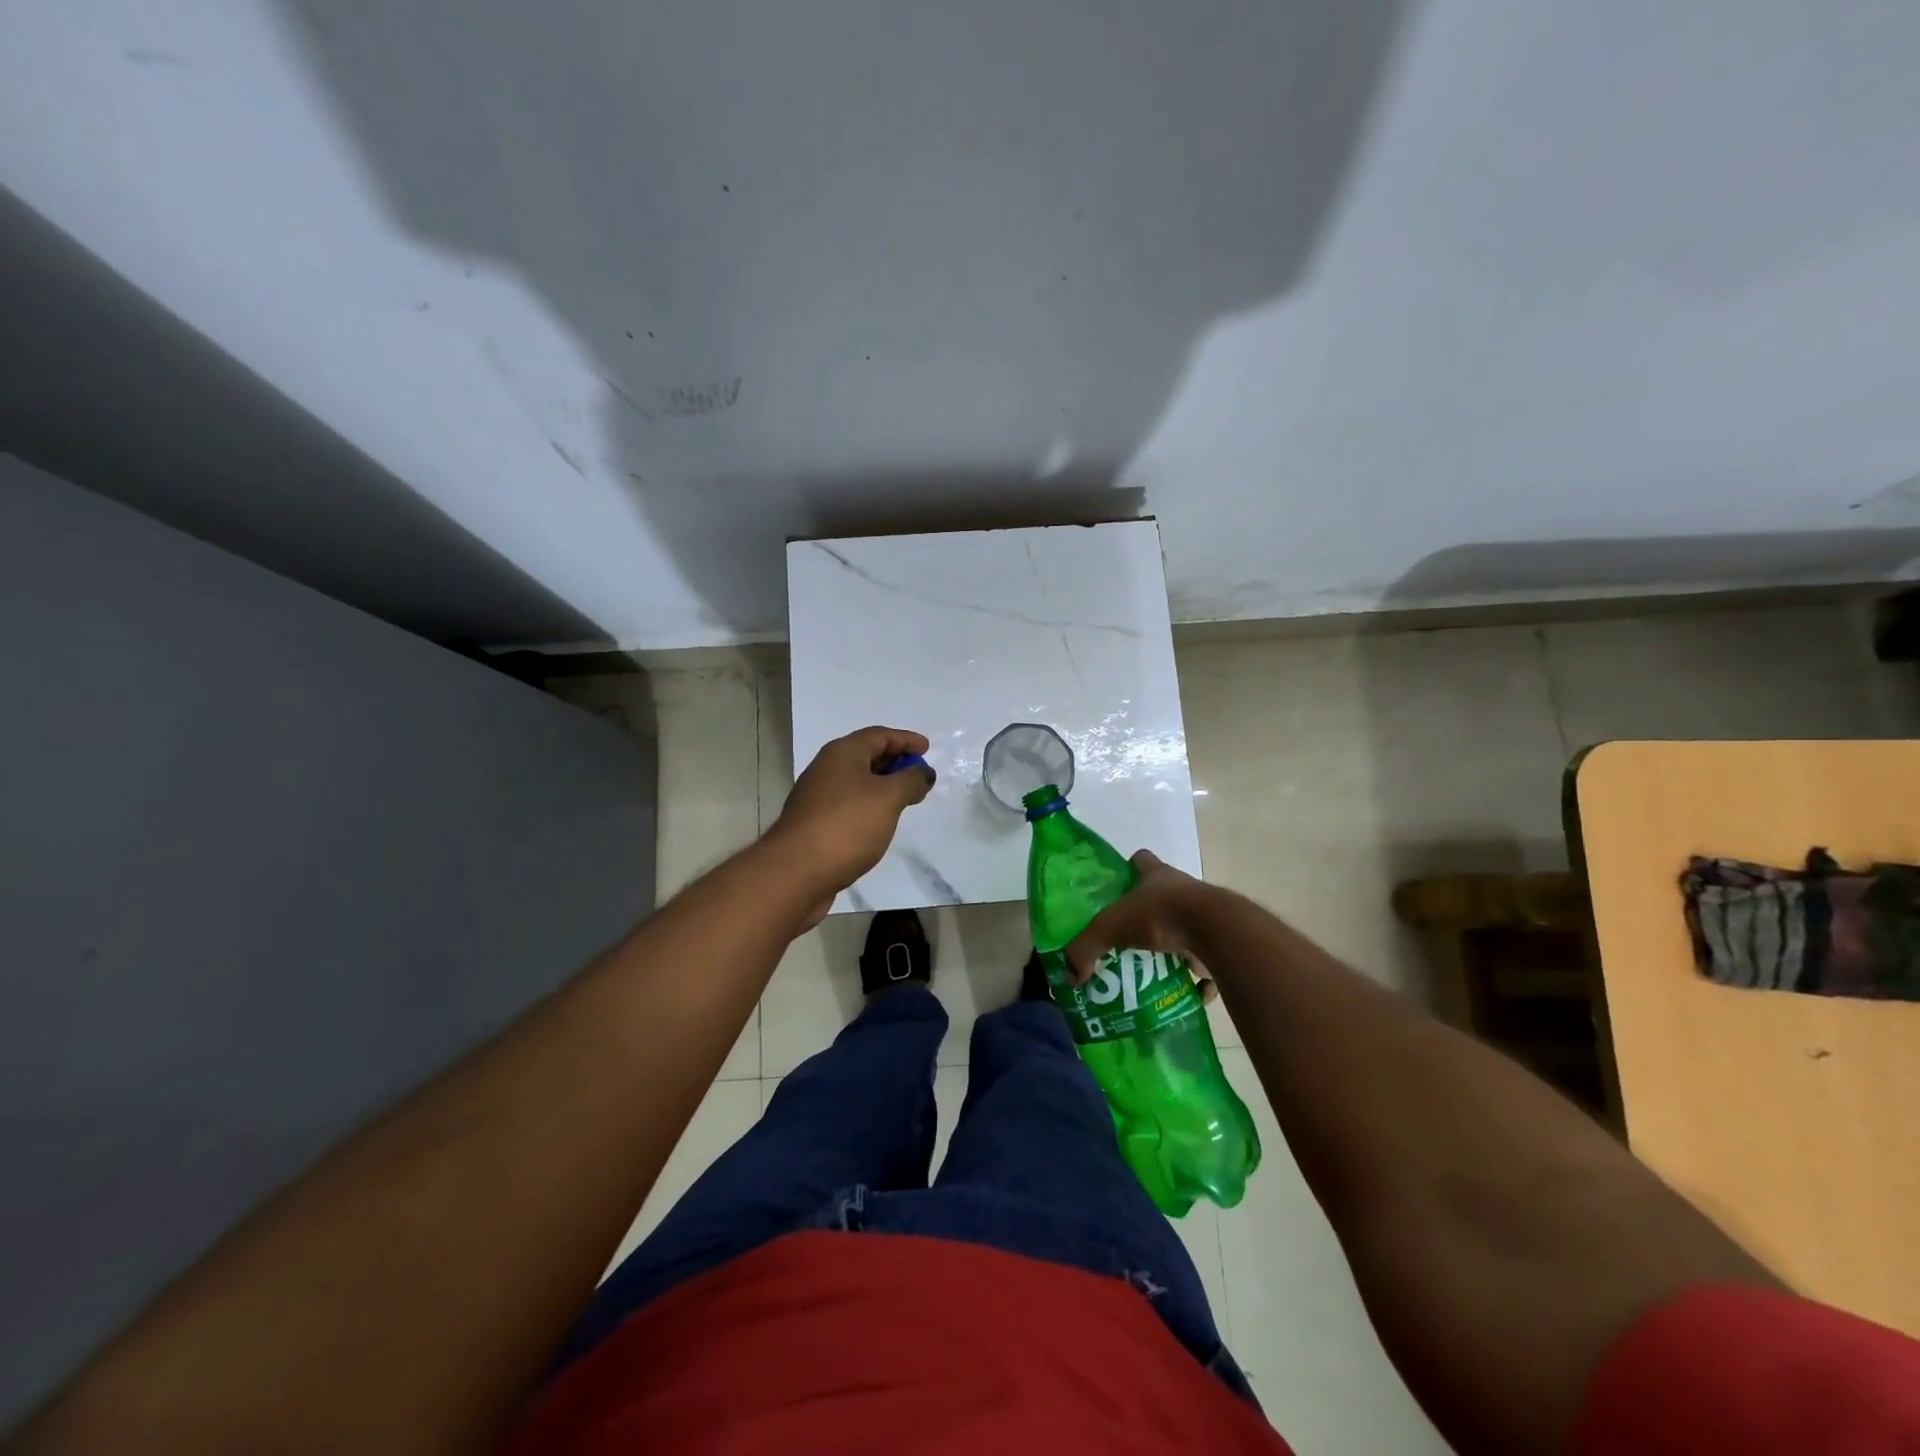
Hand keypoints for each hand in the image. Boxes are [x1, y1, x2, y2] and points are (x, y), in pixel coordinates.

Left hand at [768, 726, 933, 921]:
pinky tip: (881, 823)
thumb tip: (923, 772)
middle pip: (866, 756)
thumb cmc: (846, 825)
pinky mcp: (815, 825)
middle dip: (895, 763)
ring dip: (882, 787)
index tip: (927, 749)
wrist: (796, 872)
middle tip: (920, 775)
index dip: (905, 739)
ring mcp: (818, 798)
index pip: (879, 735)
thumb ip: (910, 780)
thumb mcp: (888, 797)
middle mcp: (826, 770)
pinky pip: (849, 806)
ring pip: (857, 783)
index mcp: (842, 753)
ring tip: (906, 799)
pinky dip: (869, 807)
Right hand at [1064, 849, 1211, 985]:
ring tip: (1153, 971)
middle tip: (1128, 940)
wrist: (1215, 931)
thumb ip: (1086, 948)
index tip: (1118, 889)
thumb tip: (1070, 976)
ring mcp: (1205, 914)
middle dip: (1148, 917)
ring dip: (1173, 948)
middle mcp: (1182, 888)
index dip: (1130, 870)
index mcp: (1157, 875)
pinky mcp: (1221, 942)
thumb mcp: (1111, 928)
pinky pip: (1208, 962)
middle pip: (1163, 896)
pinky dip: (1198, 980)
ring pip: (1185, 928)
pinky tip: (1185, 994)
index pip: (1141, 860)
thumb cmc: (1160, 914)